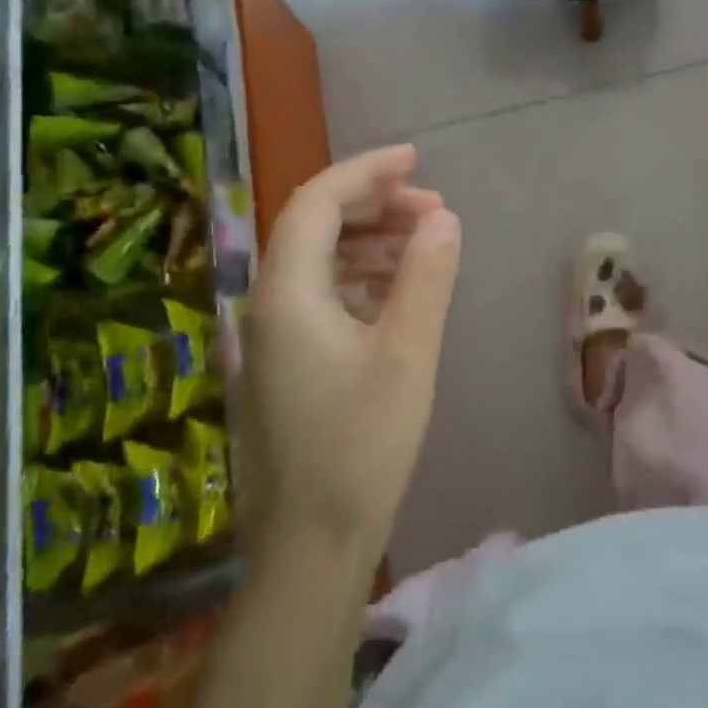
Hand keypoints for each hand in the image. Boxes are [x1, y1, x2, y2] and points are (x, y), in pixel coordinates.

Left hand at [242, 146, 461, 564]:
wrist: (310, 549)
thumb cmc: (361, 446)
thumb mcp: (407, 353)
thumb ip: (425, 275)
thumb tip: (442, 216)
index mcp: (285, 293)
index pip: (317, 202)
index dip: (366, 171)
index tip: (416, 159)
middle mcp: (265, 306)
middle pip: (315, 227)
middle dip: (374, 206)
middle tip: (433, 209)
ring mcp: (269, 339)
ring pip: (318, 262)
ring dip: (370, 242)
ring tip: (425, 244)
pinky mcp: (283, 366)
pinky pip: (320, 297)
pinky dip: (360, 280)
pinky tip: (397, 292)